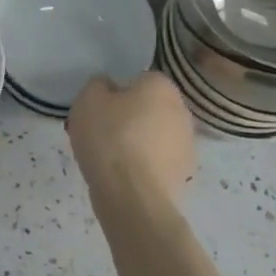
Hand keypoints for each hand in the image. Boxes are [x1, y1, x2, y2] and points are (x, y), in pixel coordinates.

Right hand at [66, 72, 196, 207]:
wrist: (131, 196)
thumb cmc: (109, 137)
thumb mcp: (88, 99)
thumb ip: (98, 85)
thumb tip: (108, 88)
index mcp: (161, 86)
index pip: (140, 80)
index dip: (118, 93)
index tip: (101, 109)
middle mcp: (182, 110)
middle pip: (150, 108)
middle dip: (131, 117)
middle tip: (104, 132)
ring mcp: (187, 145)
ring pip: (156, 136)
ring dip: (139, 142)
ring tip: (112, 159)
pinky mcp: (184, 175)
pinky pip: (159, 161)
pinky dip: (145, 166)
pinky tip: (124, 177)